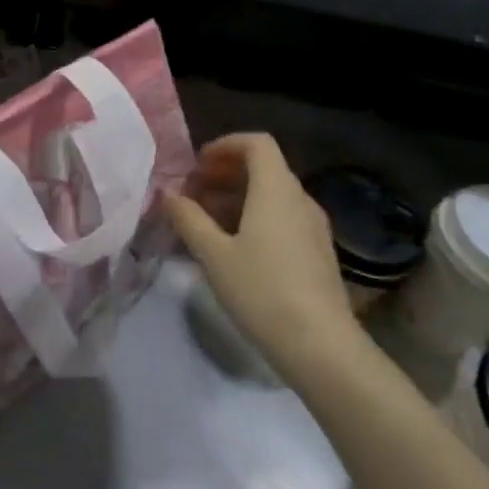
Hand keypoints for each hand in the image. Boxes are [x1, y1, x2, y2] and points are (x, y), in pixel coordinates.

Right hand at [163, 134, 367, 380]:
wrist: (321, 346)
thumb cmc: (261, 291)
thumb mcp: (213, 254)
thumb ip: (188, 218)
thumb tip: (168, 193)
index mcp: (276, 190)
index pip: (257, 143)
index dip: (225, 145)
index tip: (197, 165)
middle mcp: (300, 199)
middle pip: (263, 168)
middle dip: (224, 173)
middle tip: (192, 193)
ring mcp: (313, 227)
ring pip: (272, 195)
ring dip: (237, 197)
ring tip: (205, 222)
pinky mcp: (317, 252)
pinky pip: (282, 218)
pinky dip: (254, 217)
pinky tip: (233, 247)